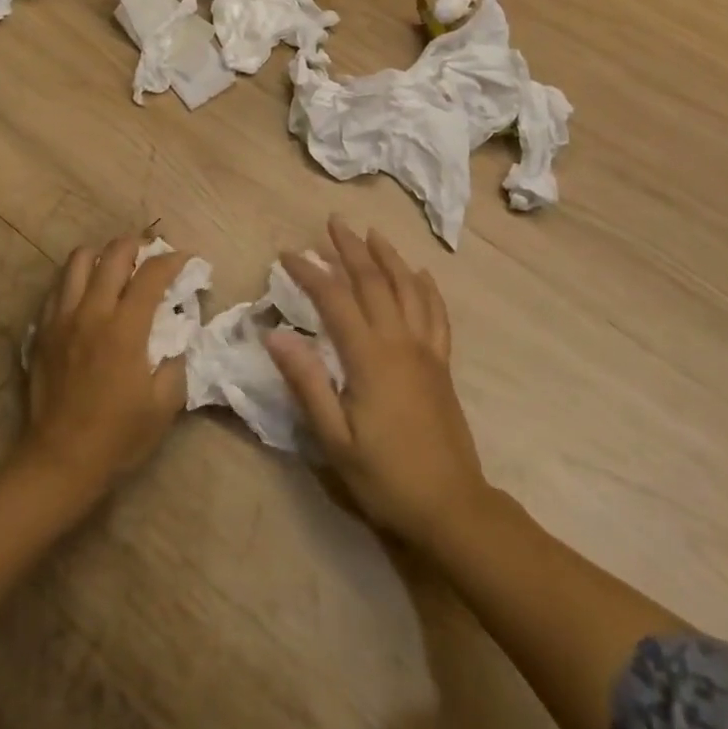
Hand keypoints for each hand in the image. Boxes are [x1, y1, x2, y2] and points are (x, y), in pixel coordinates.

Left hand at [21, 235, 189, 502]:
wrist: (59, 463)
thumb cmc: (118, 437)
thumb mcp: (165, 403)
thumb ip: (177, 359)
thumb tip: (179, 332)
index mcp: (125, 328)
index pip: (152, 274)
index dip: (173, 260)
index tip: (185, 259)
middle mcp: (92, 312)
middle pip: (113, 254)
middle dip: (137, 245)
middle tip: (151, 254)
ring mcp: (62, 319)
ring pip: (78, 260)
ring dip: (102, 256)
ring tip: (116, 268)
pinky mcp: (42, 331)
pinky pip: (58, 287)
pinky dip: (76, 280)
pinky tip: (87, 295)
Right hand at [267, 217, 491, 552]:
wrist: (451, 506)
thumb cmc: (385, 477)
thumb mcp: (335, 439)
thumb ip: (306, 383)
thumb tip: (276, 335)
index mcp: (369, 356)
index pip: (334, 299)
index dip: (309, 272)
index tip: (287, 253)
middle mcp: (399, 341)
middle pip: (373, 281)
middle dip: (350, 249)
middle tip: (333, 222)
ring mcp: (426, 349)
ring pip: (408, 288)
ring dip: (388, 257)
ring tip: (372, 234)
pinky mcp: (442, 363)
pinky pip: (437, 313)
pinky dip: (426, 288)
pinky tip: (420, 274)